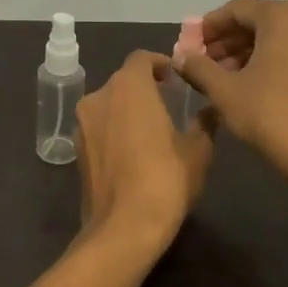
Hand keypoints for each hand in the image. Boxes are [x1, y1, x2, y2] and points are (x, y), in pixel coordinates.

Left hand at [76, 51, 213, 253]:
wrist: (124, 227)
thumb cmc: (166, 179)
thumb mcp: (198, 150)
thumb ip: (203, 123)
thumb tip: (211, 111)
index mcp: (128, 87)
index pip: (141, 59)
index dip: (159, 63)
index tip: (175, 77)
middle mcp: (98, 98)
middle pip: (122, 82)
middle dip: (143, 89)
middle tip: (167, 104)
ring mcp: (82, 126)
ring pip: (107, 107)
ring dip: (127, 111)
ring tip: (151, 131)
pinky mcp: (76, 152)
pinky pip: (99, 130)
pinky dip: (114, 133)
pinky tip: (134, 154)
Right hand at [175, 0, 287, 188]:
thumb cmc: (271, 116)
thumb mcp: (225, 91)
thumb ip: (198, 67)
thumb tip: (179, 56)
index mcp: (283, 16)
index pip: (236, 9)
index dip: (208, 26)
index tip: (189, 45)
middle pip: (258, 22)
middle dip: (227, 41)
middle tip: (202, 64)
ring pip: (277, 39)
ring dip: (247, 53)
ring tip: (222, 79)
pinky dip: (270, 62)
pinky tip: (251, 86)